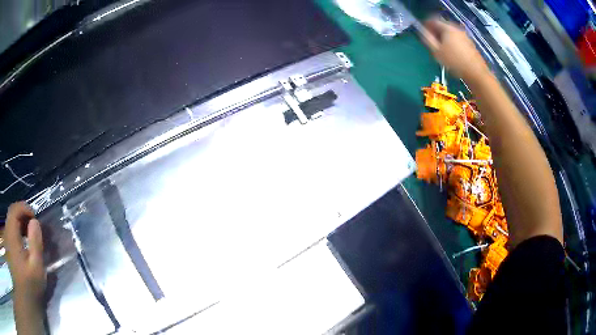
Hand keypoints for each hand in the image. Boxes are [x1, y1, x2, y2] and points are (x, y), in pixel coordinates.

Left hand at [5, 202, 45, 309]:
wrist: (27, 299)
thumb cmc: (30, 286)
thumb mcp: (36, 270)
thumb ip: (36, 244)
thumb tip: (35, 222)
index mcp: (12, 233)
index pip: (15, 209)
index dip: (24, 208)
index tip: (34, 216)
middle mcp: (7, 231)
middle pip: (12, 215)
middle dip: (22, 217)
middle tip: (32, 228)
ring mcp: (7, 239)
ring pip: (11, 224)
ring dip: (19, 225)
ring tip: (28, 236)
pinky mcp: (9, 247)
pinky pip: (10, 232)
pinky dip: (16, 233)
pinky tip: (21, 245)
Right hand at [421, 18, 489, 82]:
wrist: (476, 73)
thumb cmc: (454, 61)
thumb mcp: (436, 51)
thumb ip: (427, 39)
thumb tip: (421, 31)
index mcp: (447, 28)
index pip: (434, 21)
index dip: (426, 24)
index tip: (422, 31)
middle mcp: (457, 29)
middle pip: (443, 26)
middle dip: (436, 31)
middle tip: (432, 40)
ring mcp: (465, 37)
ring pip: (451, 33)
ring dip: (445, 37)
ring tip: (441, 47)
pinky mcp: (471, 45)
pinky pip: (458, 39)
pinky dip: (452, 42)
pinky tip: (452, 52)